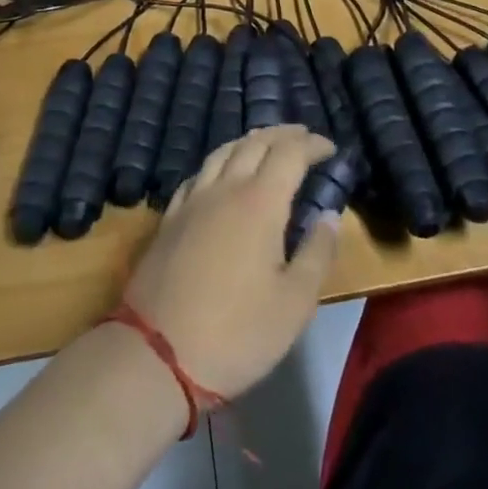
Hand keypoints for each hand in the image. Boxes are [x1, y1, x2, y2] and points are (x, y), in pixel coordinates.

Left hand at [123, 126, 338, 398]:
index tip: (330, 148)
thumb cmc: (236, 334)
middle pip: (255, 142)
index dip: (312, 145)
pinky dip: (220, 161)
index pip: (290, 154)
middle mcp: (226, 188)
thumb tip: (330, 215)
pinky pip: (200, 172)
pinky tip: (221, 173)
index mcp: (260, 202)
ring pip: (223, 151)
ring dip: (250, 140)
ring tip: (266, 142)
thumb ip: (316, 254)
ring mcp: (194, 199)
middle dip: (283, 134)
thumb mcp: (294, 305)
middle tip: (303, 137)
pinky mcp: (171, 217)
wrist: (157, 354)